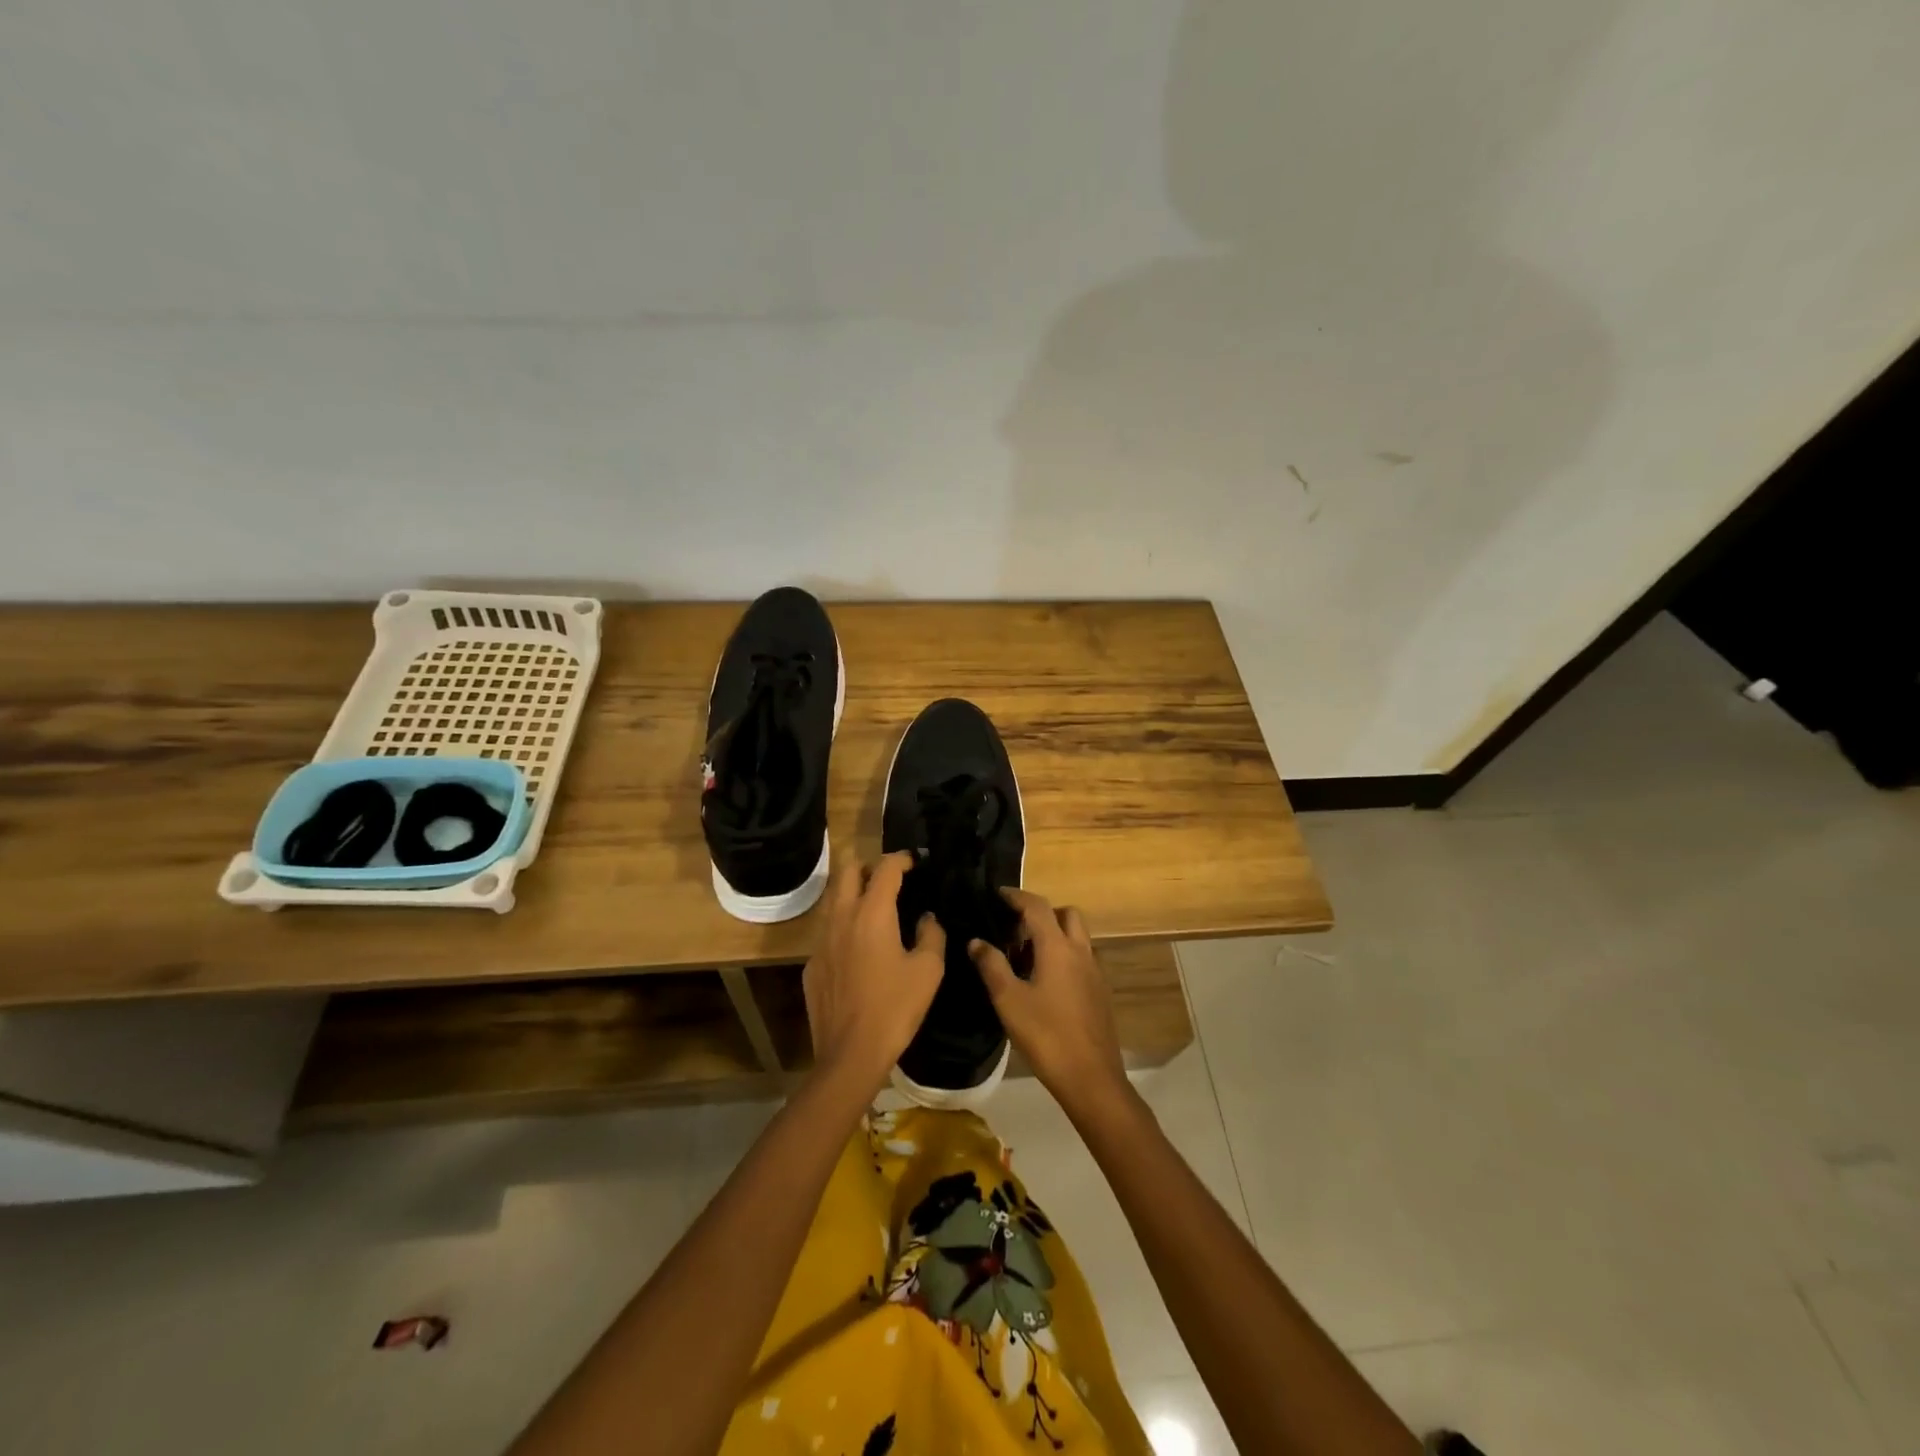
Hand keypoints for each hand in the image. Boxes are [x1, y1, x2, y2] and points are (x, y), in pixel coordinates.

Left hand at [803, 851, 945, 1092]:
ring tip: (875, 911)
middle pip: (848, 872)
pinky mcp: (812, 965)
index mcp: (872, 913)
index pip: (885, 868)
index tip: (915, 861)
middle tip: (890, 880)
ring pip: (833, 900)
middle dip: (869, 867)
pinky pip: (827, 932)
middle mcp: (841, 917)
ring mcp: (821, 941)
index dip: (901, 859)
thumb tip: (926, 917)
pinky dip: (844, 927)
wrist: (850, 1054)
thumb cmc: (895, 1007)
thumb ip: (931, 934)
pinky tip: (859, 951)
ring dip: (853, 895)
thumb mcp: (928, 970)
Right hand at [969, 889, 1128, 1117]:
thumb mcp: (1009, 1000)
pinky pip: (1082, 959)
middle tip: (1016, 928)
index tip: (998, 894)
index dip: (1017, 896)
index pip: (1037, 906)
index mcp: (1057, 947)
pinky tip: (1047, 982)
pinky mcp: (1100, 992)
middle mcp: (1081, 951)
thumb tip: (976, 940)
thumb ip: (992, 966)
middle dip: (1042, 912)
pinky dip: (1065, 956)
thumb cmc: (1046, 1035)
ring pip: (1077, 937)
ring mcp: (1095, 972)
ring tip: (1027, 955)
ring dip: (1055, 934)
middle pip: (1066, 914)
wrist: (1091, 1078)